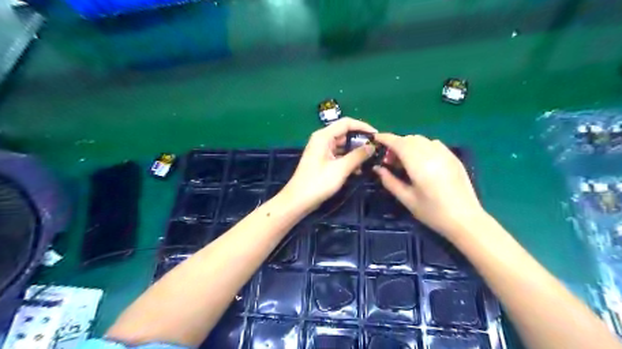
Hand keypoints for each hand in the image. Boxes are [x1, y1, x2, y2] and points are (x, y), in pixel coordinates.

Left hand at [281, 118, 375, 211]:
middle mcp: (322, 140)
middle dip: (360, 141)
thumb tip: (372, 146)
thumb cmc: (318, 182)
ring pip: (343, 146)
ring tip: (370, 160)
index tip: (377, 136)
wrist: (299, 200)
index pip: (346, 123)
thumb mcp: (341, 168)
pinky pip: (339, 156)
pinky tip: (359, 170)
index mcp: (323, 136)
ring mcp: (322, 151)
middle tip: (375, 149)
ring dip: (355, 152)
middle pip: (345, 134)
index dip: (363, 127)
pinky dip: (348, 160)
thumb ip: (358, 155)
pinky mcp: (323, 161)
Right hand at [368, 133, 485, 241]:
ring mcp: (445, 154)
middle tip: (390, 160)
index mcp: (418, 164)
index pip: (398, 143)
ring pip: (422, 140)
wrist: (465, 220)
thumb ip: (390, 181)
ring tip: (405, 161)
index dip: (385, 138)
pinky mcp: (453, 157)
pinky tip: (422, 161)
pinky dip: (422, 146)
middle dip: (396, 144)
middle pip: (409, 139)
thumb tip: (378, 168)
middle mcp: (432, 153)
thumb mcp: (407, 199)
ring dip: (409, 145)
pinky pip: (433, 144)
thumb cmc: (432, 212)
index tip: (376, 138)